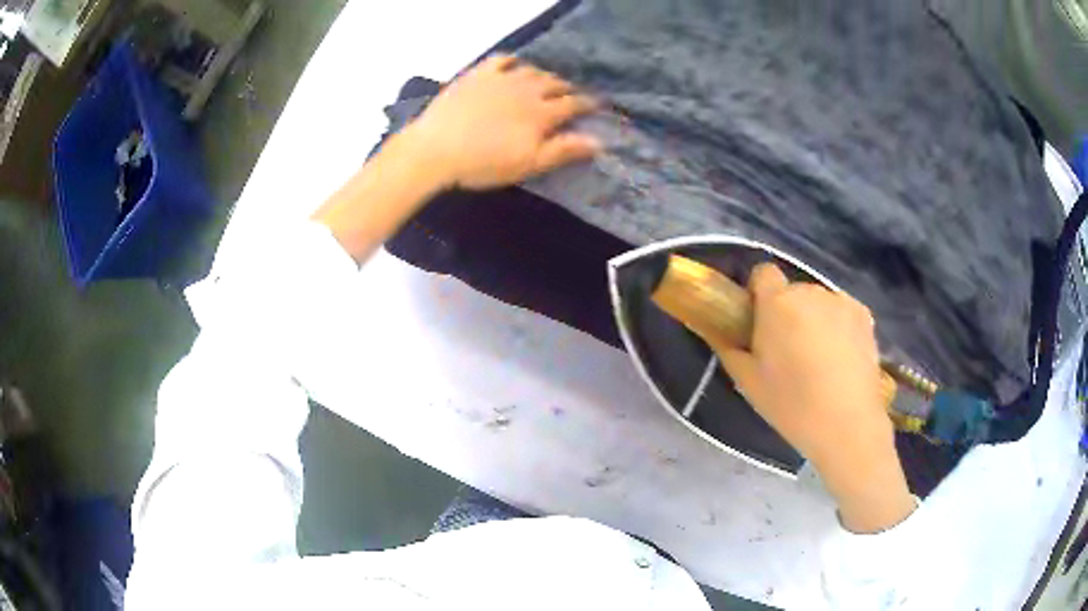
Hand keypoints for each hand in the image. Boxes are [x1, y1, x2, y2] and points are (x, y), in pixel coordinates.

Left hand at [409, 54, 600, 190]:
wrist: (436, 149)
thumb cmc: (484, 163)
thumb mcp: (528, 164)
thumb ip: (563, 150)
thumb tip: (599, 141)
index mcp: (541, 113)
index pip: (572, 104)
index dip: (587, 104)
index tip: (596, 105)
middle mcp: (526, 89)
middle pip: (554, 84)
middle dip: (567, 88)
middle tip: (572, 94)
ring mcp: (501, 78)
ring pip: (531, 70)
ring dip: (544, 75)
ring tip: (546, 81)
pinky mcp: (478, 74)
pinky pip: (501, 59)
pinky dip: (513, 60)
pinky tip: (514, 64)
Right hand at [714, 264, 915, 532]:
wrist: (846, 423)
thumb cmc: (791, 404)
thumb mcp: (748, 382)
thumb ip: (729, 349)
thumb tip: (720, 332)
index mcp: (777, 303)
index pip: (763, 272)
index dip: (758, 293)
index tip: (759, 321)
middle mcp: (810, 292)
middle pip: (792, 291)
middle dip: (787, 312)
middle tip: (788, 351)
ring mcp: (841, 301)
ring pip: (818, 303)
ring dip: (814, 319)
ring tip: (819, 359)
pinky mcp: (864, 315)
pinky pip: (842, 312)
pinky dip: (838, 327)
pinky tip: (841, 359)